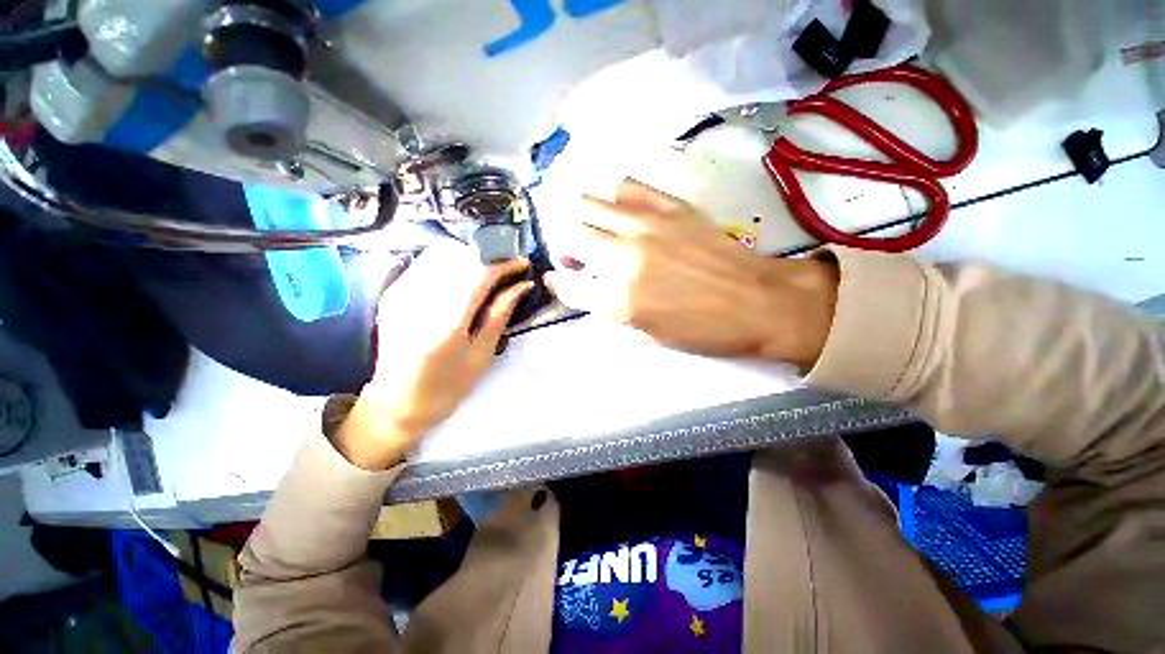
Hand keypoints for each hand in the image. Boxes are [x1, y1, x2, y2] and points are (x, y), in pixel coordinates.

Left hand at [335, 243, 532, 469]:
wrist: (396, 403)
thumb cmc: (448, 386)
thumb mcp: (482, 354)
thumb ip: (500, 313)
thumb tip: (522, 285)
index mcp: (446, 321)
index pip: (479, 273)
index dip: (504, 263)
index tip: (522, 263)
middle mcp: (419, 299)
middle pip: (458, 254)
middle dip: (487, 255)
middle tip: (507, 267)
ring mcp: (401, 293)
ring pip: (440, 253)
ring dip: (468, 255)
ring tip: (487, 270)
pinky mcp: (393, 293)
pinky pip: (425, 263)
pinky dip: (450, 262)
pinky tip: (462, 277)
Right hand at [546, 180, 837, 366]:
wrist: (758, 301)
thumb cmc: (702, 329)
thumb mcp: (648, 333)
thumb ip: (609, 308)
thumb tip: (581, 285)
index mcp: (620, 299)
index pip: (567, 284)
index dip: (558, 281)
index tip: (558, 278)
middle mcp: (624, 257)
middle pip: (571, 235)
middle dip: (566, 246)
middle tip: (578, 256)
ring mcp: (646, 225)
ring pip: (589, 203)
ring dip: (583, 219)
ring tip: (596, 230)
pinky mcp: (668, 205)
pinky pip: (625, 186)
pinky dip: (614, 197)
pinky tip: (623, 210)